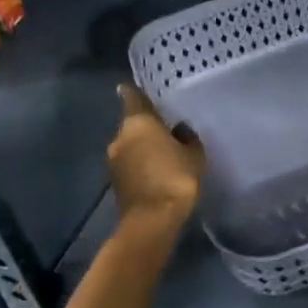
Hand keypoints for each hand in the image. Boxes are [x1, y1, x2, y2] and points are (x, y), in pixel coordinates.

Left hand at [108, 84, 204, 228]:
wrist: (152, 220)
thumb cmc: (175, 178)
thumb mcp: (194, 154)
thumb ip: (187, 137)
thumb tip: (179, 130)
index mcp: (138, 123)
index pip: (133, 97)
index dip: (136, 91)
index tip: (139, 87)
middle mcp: (120, 137)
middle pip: (132, 123)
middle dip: (146, 124)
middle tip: (166, 125)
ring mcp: (113, 160)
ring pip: (130, 144)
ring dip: (143, 145)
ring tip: (164, 149)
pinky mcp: (115, 180)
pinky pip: (130, 162)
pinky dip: (141, 162)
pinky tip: (157, 168)